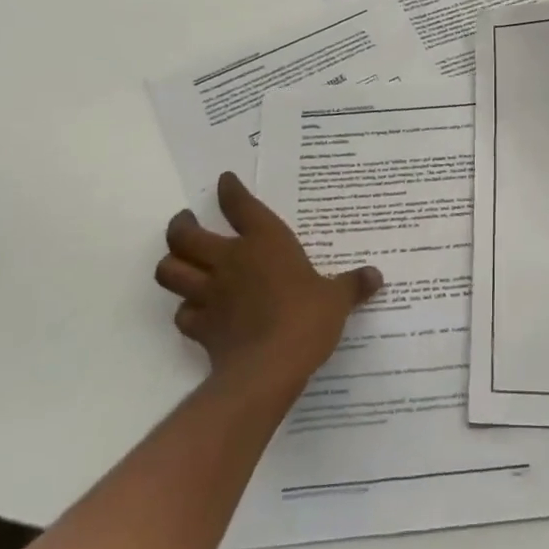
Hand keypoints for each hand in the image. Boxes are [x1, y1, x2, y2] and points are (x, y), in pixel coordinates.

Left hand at [155, 173, 381, 395]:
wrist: (268, 368)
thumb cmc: (306, 318)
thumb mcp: (336, 299)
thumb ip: (352, 285)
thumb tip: (377, 276)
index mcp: (264, 242)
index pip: (239, 205)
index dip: (230, 190)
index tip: (225, 181)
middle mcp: (230, 260)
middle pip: (186, 235)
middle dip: (181, 225)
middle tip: (185, 221)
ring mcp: (210, 293)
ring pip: (170, 271)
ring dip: (171, 264)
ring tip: (177, 260)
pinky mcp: (199, 327)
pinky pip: (182, 313)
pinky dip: (185, 309)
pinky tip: (194, 310)